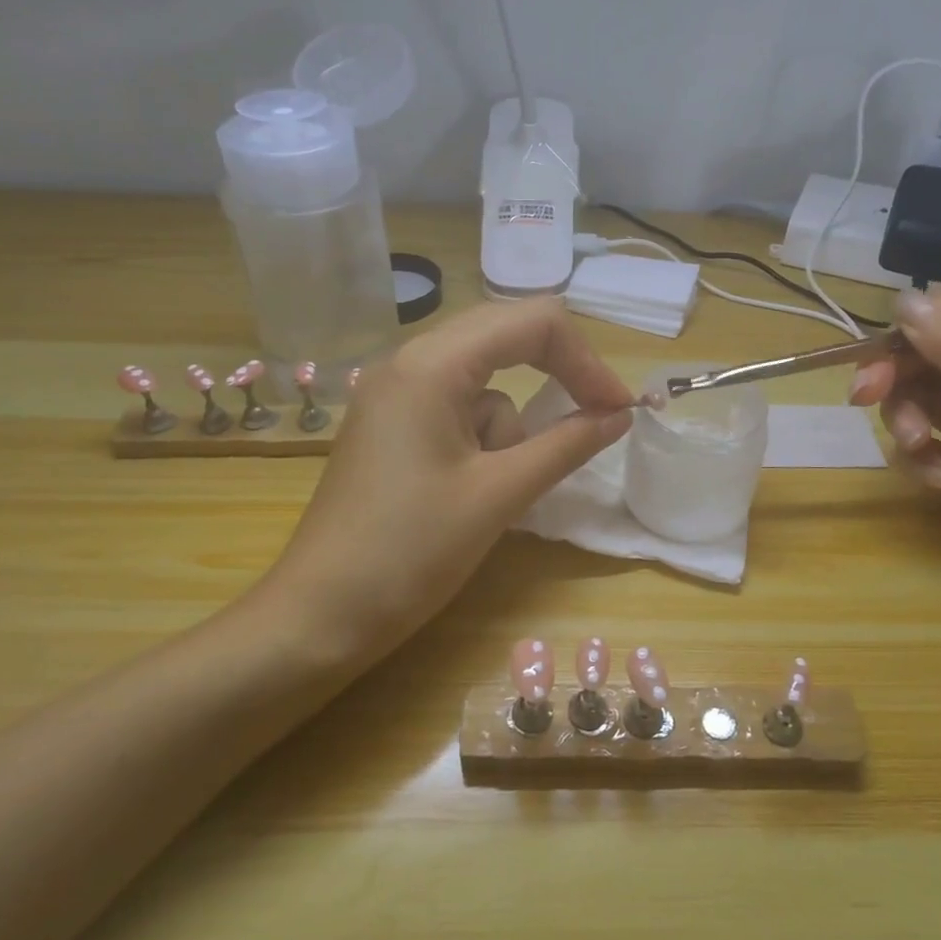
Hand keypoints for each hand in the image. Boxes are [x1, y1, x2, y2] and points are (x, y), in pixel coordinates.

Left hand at [271, 300, 632, 657]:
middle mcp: (409, 362)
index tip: (618, 411)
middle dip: (556, 377)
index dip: (586, 360)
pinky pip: (457, 409)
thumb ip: (567, 445)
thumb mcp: (500, 495)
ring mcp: (394, 393)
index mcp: (432, 364)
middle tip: (594, 422)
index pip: (532, 322)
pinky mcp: (391, 425)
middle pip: (506, 339)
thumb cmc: (410, 553)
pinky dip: (482, 440)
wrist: (319, 617)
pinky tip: (467, 493)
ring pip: (484, 383)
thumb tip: (621, 415)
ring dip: (509, 428)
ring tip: (493, 490)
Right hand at [850, 263, 940, 657]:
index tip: (906, 338)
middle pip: (937, 345)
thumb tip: (906, 299)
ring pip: (920, 393)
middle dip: (900, 369)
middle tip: (864, 393)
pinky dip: (918, 457)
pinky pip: (920, 440)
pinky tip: (937, 484)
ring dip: (906, 418)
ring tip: (918, 452)